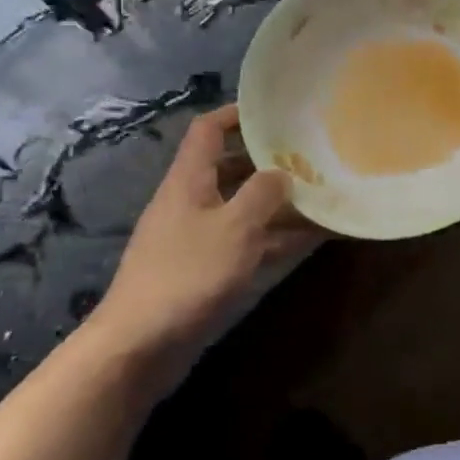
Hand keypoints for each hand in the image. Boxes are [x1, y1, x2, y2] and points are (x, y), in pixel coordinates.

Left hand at [90, 105, 310, 357]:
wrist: (137, 346)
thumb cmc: (187, 274)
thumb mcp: (235, 227)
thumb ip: (263, 194)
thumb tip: (280, 173)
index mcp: (188, 181)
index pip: (208, 130)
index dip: (236, 114)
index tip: (273, 112)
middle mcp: (190, 202)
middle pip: (229, 168)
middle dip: (268, 161)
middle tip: (309, 157)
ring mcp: (195, 237)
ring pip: (241, 208)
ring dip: (277, 203)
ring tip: (322, 197)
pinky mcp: (202, 270)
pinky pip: (244, 241)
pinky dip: (273, 237)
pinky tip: (309, 239)